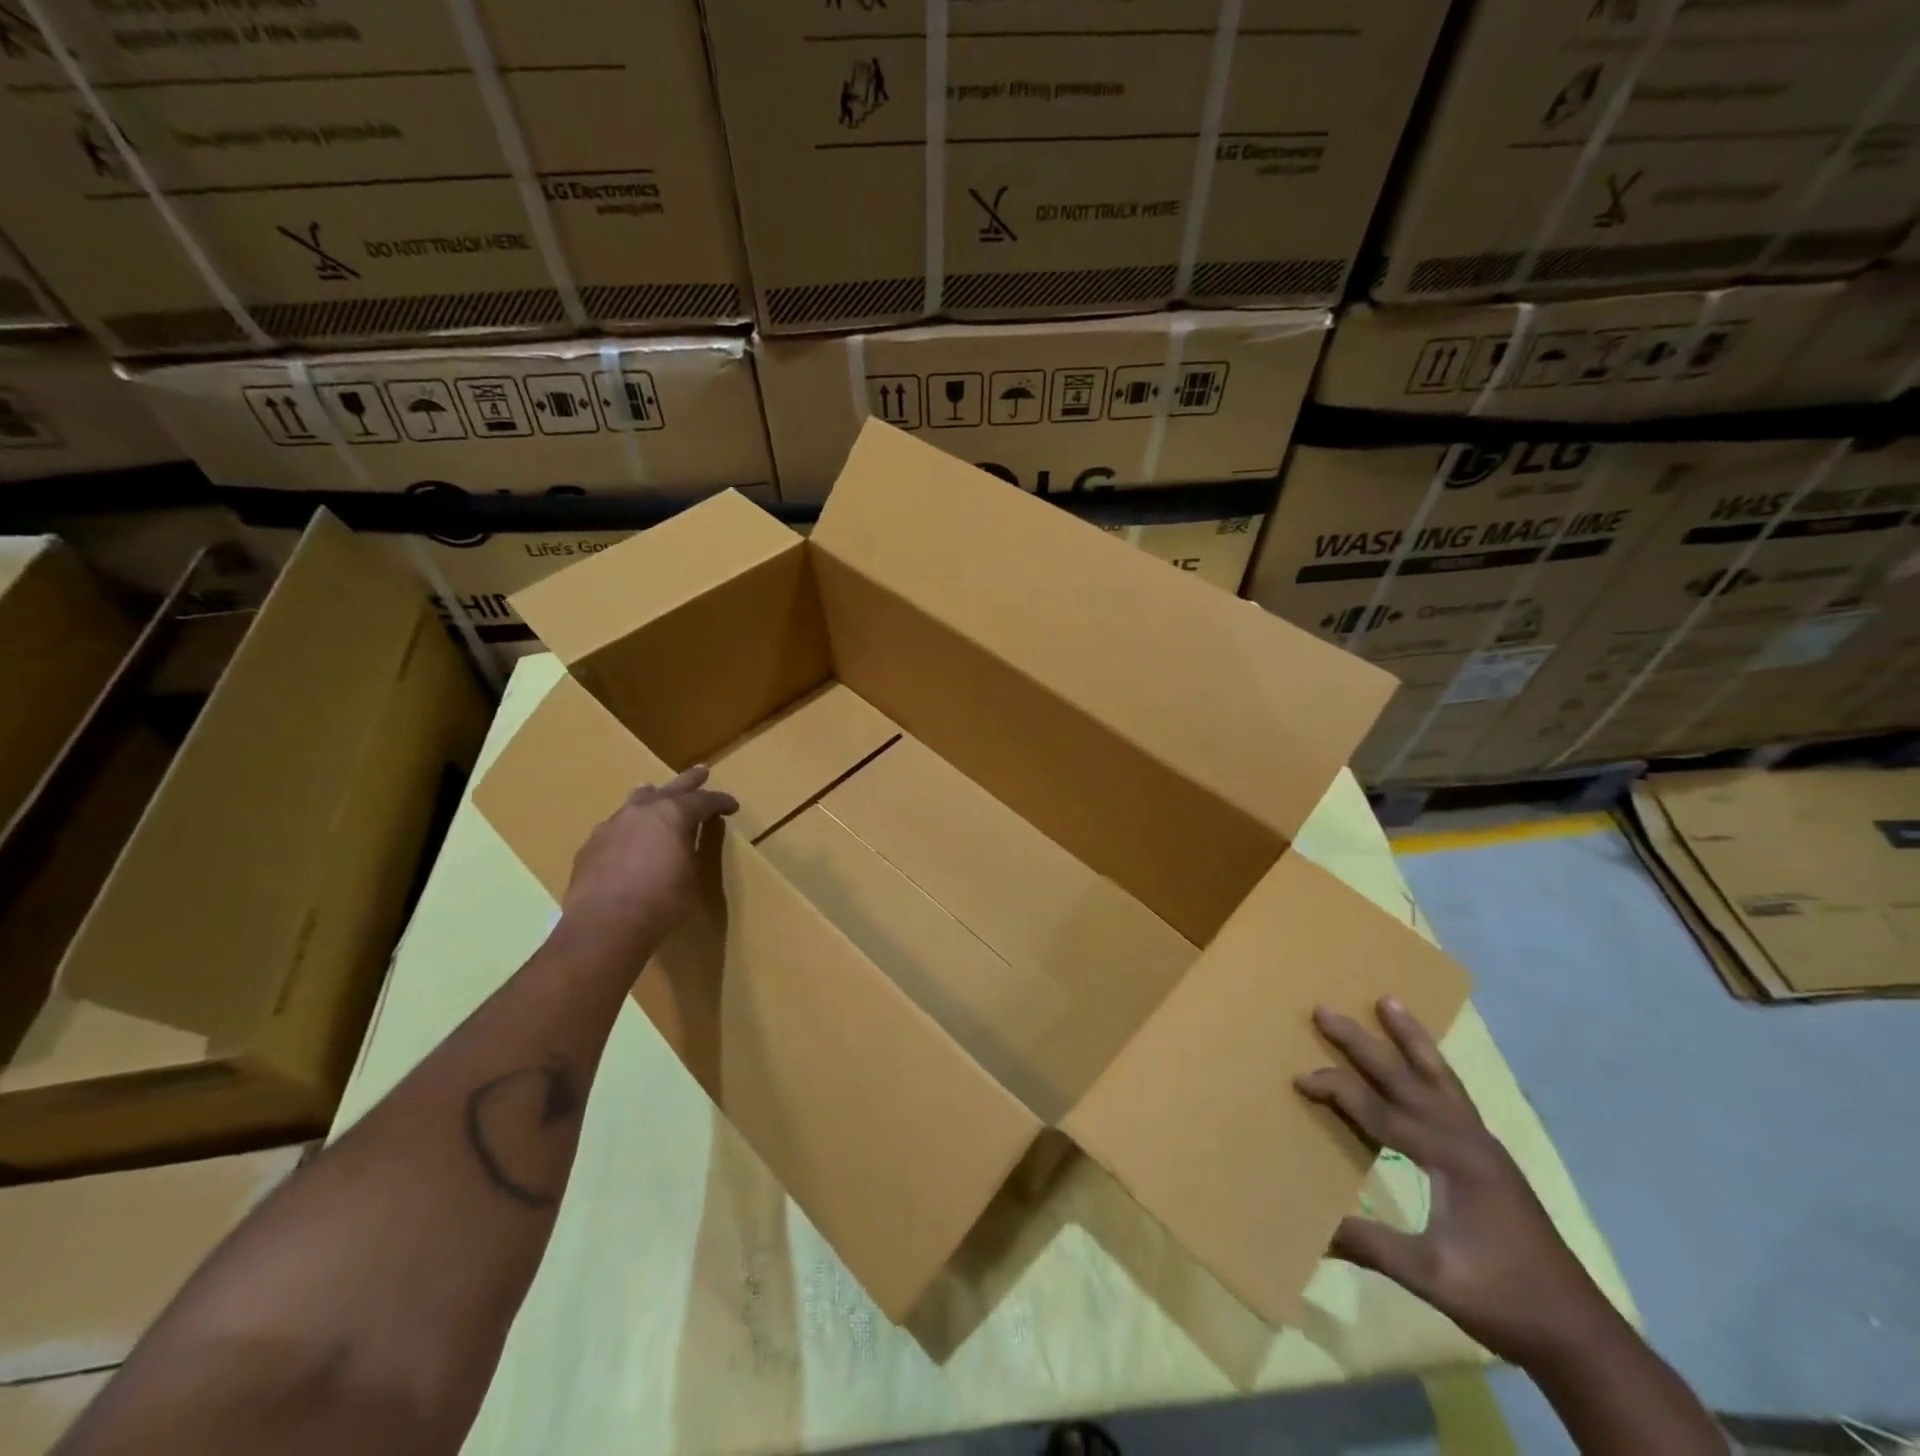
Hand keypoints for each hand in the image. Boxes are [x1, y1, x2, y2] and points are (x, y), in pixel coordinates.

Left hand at [559, 767, 737, 954]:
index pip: (704, 800)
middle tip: (702, 772)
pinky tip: (629, 838)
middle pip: (670, 789)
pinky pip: (616, 827)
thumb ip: (690, 851)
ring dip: (651, 798)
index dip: (720, 802)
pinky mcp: (591, 844)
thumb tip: (685, 843)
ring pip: (636, 802)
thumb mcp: (691, 876)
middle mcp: (642, 811)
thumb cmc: (661, 902)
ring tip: (655, 793)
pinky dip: (629, 828)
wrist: (605, 925)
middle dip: (689, 781)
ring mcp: (612, 825)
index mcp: (674, 814)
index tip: (731, 806)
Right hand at [1295, 999, 1617, 1367]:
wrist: (1581, 1334)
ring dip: (1410, 1038)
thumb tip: (1311, 1227)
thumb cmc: (1505, 1300)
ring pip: (1440, 1076)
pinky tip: (1425, 1059)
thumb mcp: (1432, 1277)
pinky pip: (1453, 1094)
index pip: (1382, 1112)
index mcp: (1452, 1160)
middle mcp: (1468, 1139)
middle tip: (1324, 1010)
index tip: (1300, 1079)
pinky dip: (1432, 1064)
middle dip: (1364, 1043)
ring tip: (1388, 1001)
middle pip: (1408, 1078)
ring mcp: (1483, 1145)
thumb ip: (1369, 1244)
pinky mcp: (1489, 1157)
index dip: (1338, 1091)